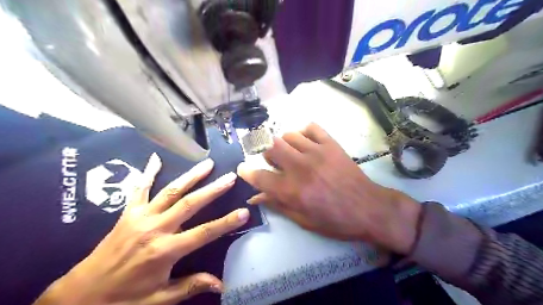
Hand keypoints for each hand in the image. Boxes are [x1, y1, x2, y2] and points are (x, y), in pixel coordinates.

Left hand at [35, 154, 250, 304]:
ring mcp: (141, 217)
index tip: (244, 212)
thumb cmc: (123, 299)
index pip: (204, 233)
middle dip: (213, 190)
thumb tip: (221, 284)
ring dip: (191, 176)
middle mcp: (155, 228)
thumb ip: (191, 286)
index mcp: (165, 251)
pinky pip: (139, 189)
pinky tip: (155, 159)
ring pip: (171, 191)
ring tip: (207, 164)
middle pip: (190, 204)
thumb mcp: (159, 299)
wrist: (80, 296)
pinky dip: (148, 173)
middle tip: (230, 176)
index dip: (226, 222)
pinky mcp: (128, 213)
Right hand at [238, 123, 418, 253]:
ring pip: (288, 136)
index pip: (259, 176)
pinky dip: (304, 132)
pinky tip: (306, 142)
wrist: (368, 208)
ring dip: (284, 144)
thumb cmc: (335, 220)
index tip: (243, 169)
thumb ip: (278, 205)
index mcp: (292, 190)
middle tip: (275, 162)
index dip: (247, 172)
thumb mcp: (303, 220)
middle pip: (271, 148)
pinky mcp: (331, 144)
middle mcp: (300, 167)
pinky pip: (311, 128)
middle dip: (268, 154)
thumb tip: (256, 197)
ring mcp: (316, 152)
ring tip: (292, 153)